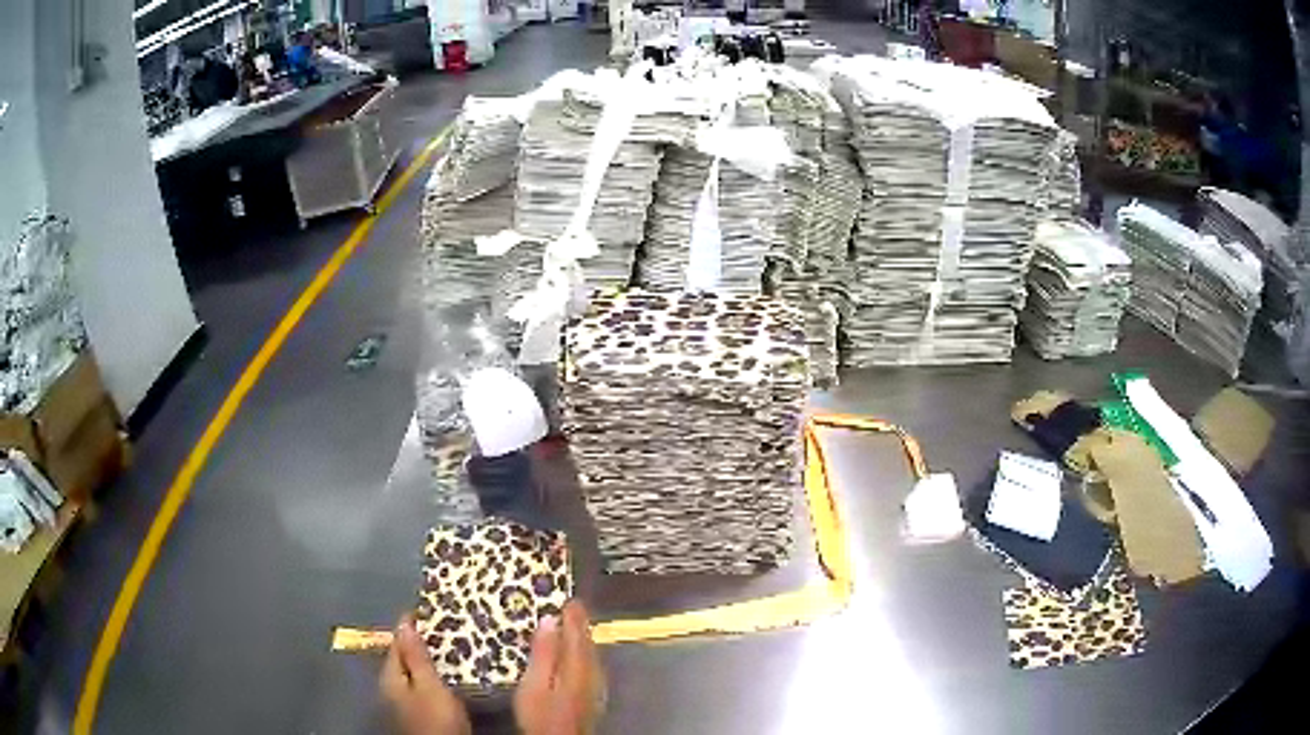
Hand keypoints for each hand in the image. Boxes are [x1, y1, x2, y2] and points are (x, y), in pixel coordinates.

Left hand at [381, 614, 470, 734]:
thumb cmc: (435, 718)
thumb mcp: (429, 686)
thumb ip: (416, 657)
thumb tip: (404, 623)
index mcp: (390, 675)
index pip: (397, 641)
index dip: (411, 623)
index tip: (430, 608)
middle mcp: (393, 685)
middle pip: (405, 656)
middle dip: (422, 641)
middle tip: (447, 626)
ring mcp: (405, 699)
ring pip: (416, 670)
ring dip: (430, 658)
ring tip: (453, 646)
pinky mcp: (421, 710)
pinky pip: (426, 682)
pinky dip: (436, 673)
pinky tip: (451, 673)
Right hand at [514, 600, 605, 734]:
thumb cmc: (541, 714)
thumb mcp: (534, 684)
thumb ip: (543, 653)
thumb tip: (549, 622)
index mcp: (577, 666)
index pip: (577, 634)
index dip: (574, 616)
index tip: (570, 598)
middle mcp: (591, 673)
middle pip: (587, 643)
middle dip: (581, 624)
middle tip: (573, 606)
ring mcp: (595, 686)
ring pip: (591, 654)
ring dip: (583, 638)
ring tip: (575, 625)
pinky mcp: (592, 696)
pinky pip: (590, 664)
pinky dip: (584, 652)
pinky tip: (577, 654)